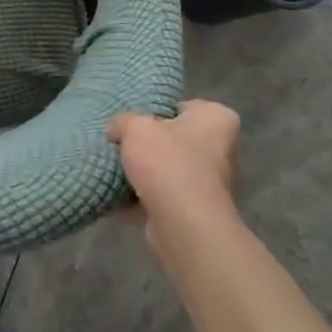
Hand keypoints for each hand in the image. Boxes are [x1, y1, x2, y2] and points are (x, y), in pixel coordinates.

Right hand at [108, 100, 241, 254]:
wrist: (184, 225)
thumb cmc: (168, 163)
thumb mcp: (135, 126)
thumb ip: (123, 121)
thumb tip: (117, 131)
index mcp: (216, 120)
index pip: (186, 106)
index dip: (159, 110)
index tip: (136, 119)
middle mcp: (220, 150)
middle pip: (174, 140)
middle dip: (148, 144)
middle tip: (119, 142)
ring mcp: (208, 184)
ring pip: (166, 170)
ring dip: (142, 173)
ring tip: (111, 167)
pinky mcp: (193, 212)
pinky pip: (160, 197)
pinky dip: (139, 197)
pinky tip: (113, 194)